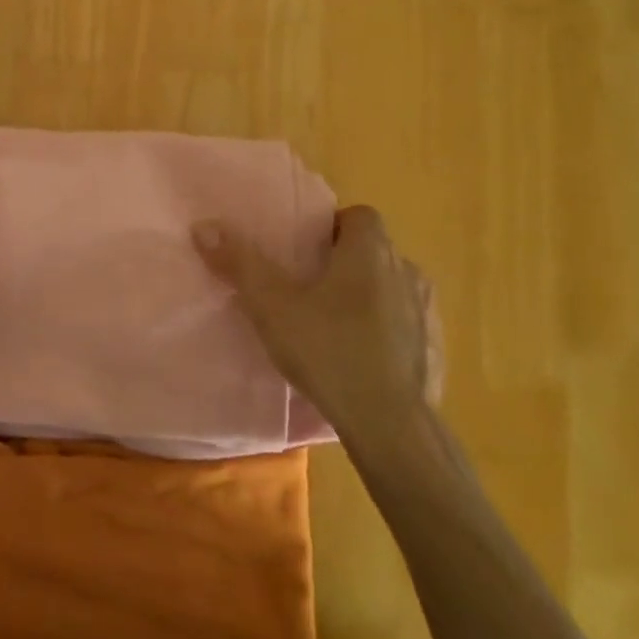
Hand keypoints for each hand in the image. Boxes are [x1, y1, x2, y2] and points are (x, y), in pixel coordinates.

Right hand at [193, 205, 441, 436]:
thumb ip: (240, 264)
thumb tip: (204, 225)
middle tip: (310, 286)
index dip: (333, 225)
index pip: (360, 215)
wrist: (390, 423)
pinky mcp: (434, 350)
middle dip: (346, 261)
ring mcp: (425, 312)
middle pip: (375, 251)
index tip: (306, 248)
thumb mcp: (272, 307)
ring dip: (369, 295)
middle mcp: (406, 271)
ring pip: (393, 288)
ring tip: (334, 323)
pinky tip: (363, 358)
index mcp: (369, 252)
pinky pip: (407, 326)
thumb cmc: (328, 350)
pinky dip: (388, 331)